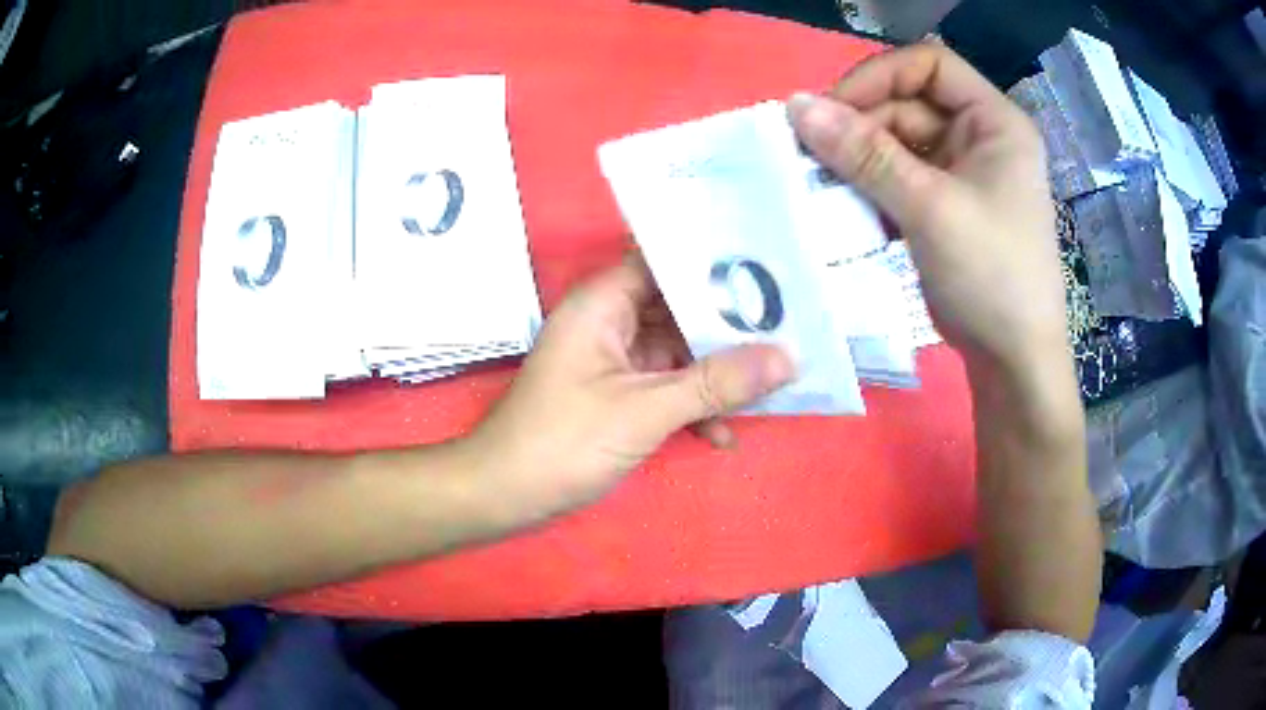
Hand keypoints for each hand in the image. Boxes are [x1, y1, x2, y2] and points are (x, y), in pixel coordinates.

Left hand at [467, 258, 794, 519]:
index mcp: (603, 302)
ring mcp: (613, 359)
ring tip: (768, 389)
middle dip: (728, 328)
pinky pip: (666, 385)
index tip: (770, 271)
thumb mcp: (646, 411)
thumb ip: (716, 383)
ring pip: (677, 351)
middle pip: (678, 308)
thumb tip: (788, 357)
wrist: (505, 496)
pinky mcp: (617, 394)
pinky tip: (722, 436)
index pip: (665, 261)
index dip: (715, 264)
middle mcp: (608, 320)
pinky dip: (692, 405)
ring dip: (715, 375)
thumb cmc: (564, 442)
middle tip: (787, 333)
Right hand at [787, 43, 1067, 375]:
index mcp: (995, 122)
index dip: (880, 76)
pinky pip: (901, 177)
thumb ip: (864, 154)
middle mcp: (981, 137)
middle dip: (861, 127)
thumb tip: (795, 106)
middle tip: (813, 157)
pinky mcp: (947, 205)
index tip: (833, 110)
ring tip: (823, 185)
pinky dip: (872, 187)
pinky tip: (847, 207)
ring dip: (860, 160)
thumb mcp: (930, 208)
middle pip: (909, 104)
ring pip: (899, 142)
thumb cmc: (992, 276)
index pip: (930, 64)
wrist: (1014, 361)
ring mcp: (964, 173)